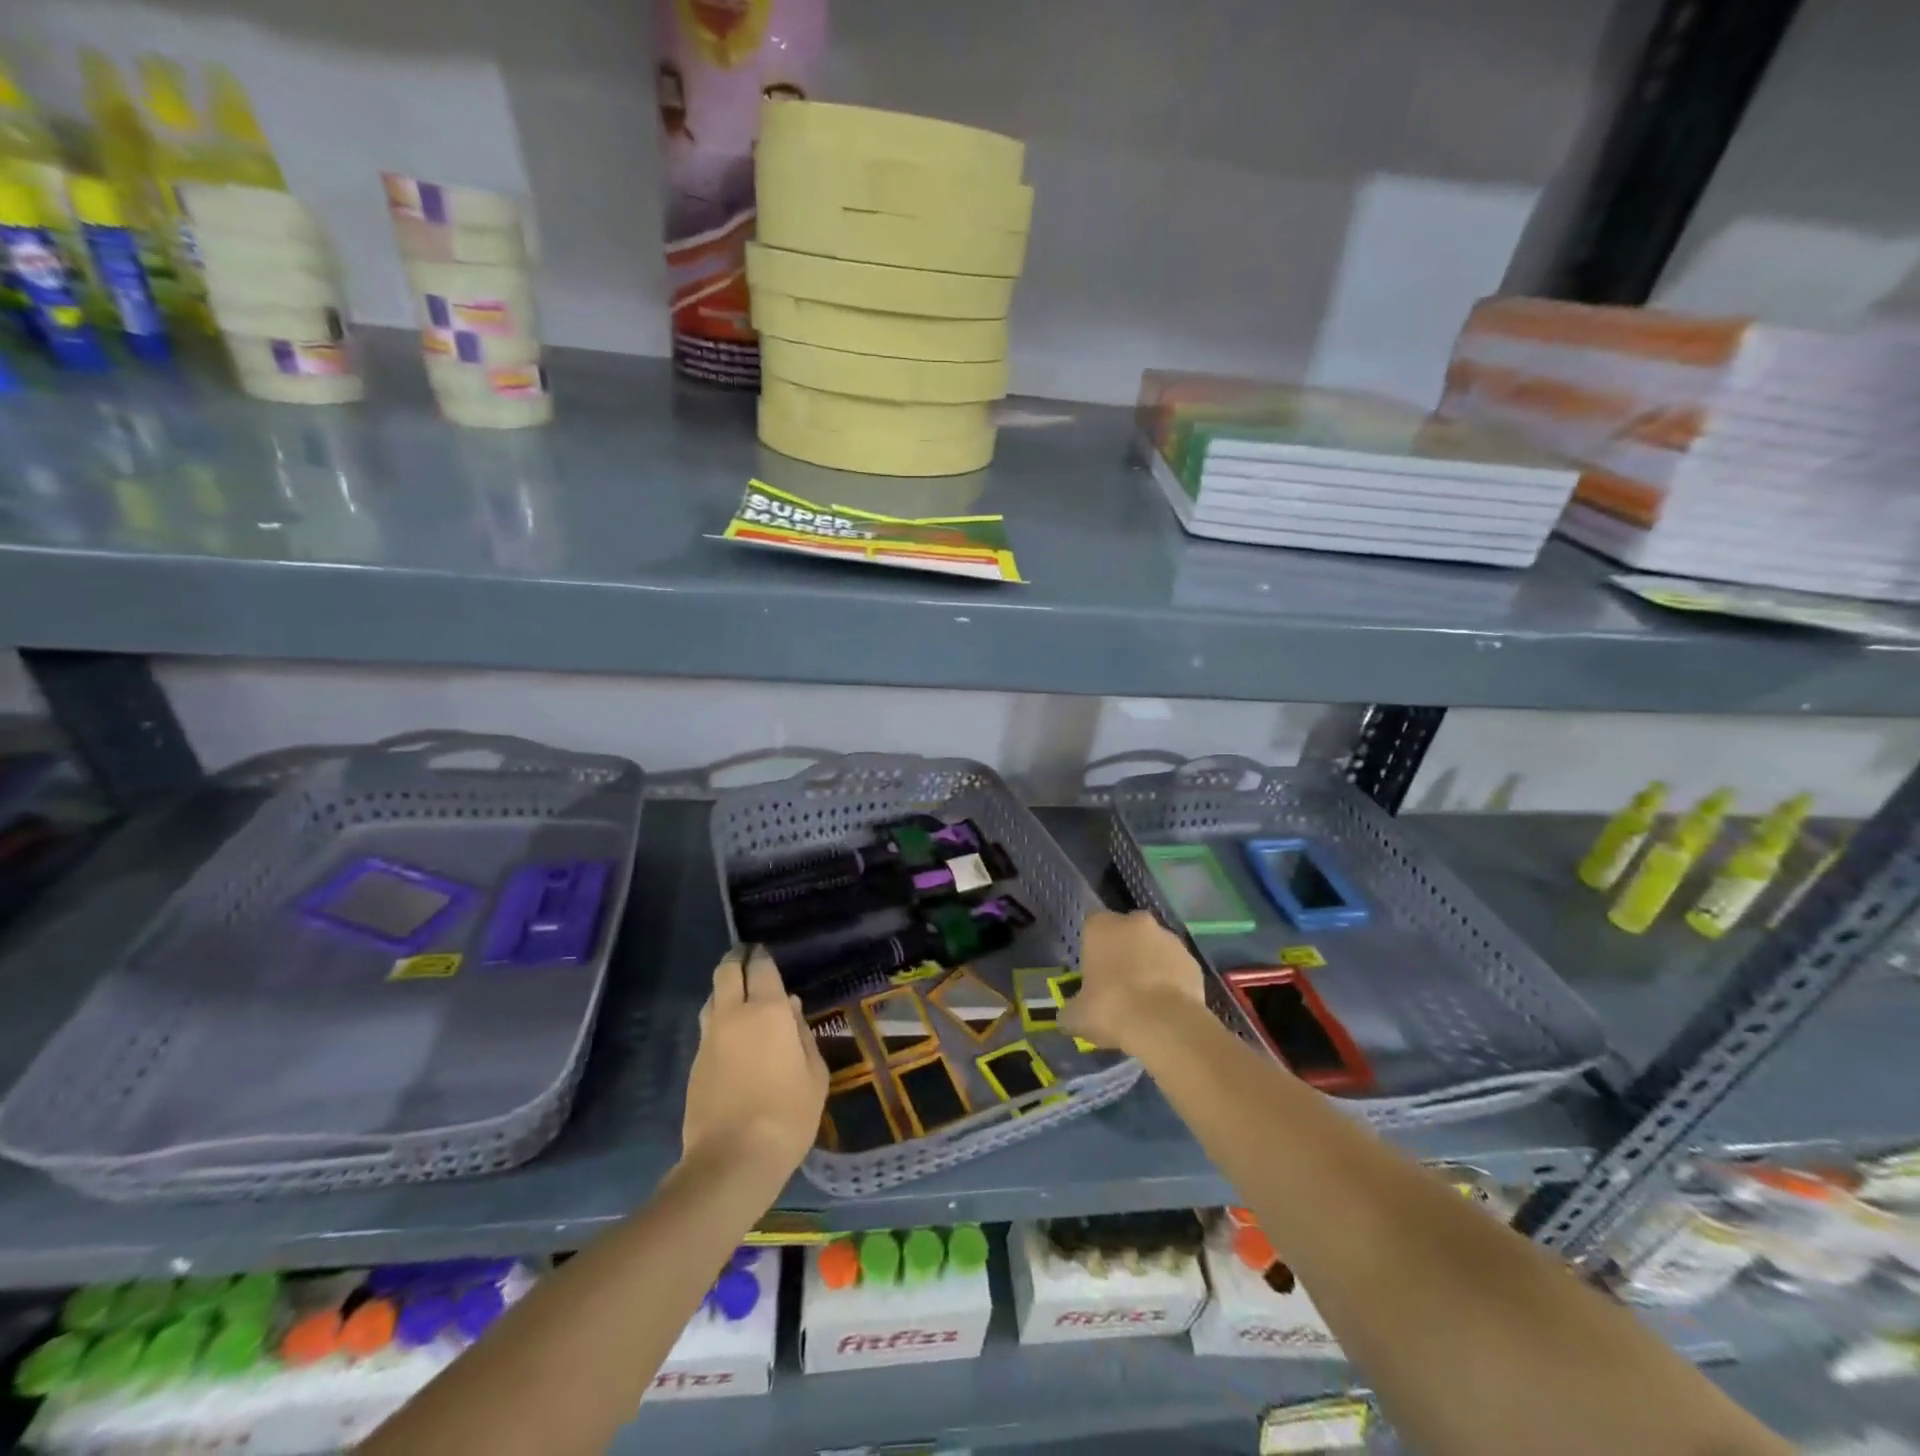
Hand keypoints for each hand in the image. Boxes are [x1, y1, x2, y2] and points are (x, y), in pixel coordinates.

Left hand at [680, 945, 827, 1181]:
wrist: (731, 1161)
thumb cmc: (787, 1115)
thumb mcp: (814, 1074)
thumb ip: (803, 1034)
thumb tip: (791, 1008)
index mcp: (767, 1011)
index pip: (761, 968)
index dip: (762, 956)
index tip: (765, 951)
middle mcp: (733, 1015)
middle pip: (726, 972)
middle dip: (736, 959)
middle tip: (747, 957)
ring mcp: (709, 1039)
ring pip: (712, 997)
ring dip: (724, 989)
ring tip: (739, 995)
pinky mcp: (695, 1064)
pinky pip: (708, 1027)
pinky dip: (719, 1019)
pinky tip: (731, 1034)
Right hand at [1060, 910, 1207, 1055]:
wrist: (1164, 1025)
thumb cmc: (1111, 1009)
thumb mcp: (1076, 1016)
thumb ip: (1070, 1010)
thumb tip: (1068, 1016)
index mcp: (1101, 926)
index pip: (1092, 926)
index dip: (1093, 948)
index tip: (1093, 973)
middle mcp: (1135, 922)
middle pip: (1126, 932)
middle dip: (1124, 951)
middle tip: (1119, 984)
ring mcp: (1168, 938)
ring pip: (1154, 947)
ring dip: (1150, 964)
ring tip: (1146, 1000)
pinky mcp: (1192, 959)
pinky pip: (1176, 967)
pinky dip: (1172, 980)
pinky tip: (1166, 1006)